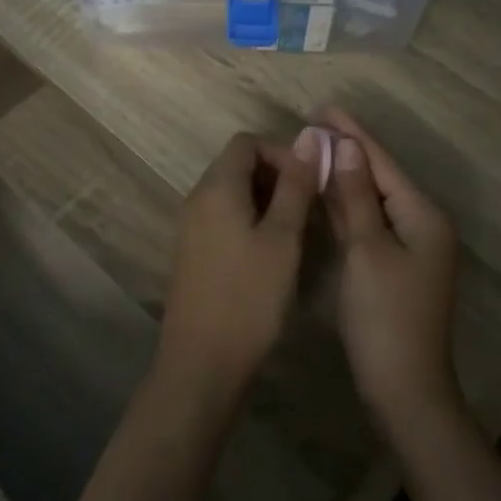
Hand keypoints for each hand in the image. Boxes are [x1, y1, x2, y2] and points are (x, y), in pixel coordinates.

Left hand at [159, 130, 321, 402]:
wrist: (202, 363)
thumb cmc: (249, 297)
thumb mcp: (283, 238)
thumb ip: (295, 185)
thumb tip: (307, 137)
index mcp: (216, 188)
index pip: (247, 142)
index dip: (281, 153)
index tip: (309, 182)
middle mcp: (197, 199)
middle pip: (237, 165)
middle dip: (276, 177)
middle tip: (307, 209)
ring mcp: (190, 228)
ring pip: (231, 194)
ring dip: (265, 201)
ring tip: (295, 232)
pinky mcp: (192, 253)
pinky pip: (222, 219)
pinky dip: (249, 222)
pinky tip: (271, 254)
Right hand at [320, 108, 461, 426]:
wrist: (404, 389)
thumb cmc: (386, 316)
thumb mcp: (368, 250)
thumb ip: (358, 196)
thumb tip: (351, 146)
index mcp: (422, 215)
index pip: (382, 163)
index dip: (353, 134)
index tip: (324, 107)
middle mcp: (421, 225)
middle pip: (379, 178)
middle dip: (348, 151)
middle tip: (312, 124)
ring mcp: (408, 248)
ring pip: (372, 201)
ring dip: (345, 177)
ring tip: (313, 149)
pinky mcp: (392, 267)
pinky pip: (368, 224)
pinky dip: (347, 207)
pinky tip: (324, 192)